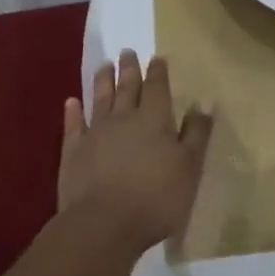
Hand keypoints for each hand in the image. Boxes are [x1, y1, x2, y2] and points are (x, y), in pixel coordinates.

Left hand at [60, 50, 212, 252]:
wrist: (103, 224)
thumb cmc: (155, 198)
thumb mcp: (189, 167)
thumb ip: (196, 134)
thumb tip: (203, 103)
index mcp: (154, 120)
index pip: (157, 88)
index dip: (158, 72)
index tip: (157, 57)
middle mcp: (124, 119)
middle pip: (127, 87)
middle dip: (129, 69)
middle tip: (127, 51)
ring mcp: (95, 133)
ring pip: (100, 99)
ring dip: (103, 81)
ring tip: (104, 65)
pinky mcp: (73, 152)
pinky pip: (73, 125)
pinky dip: (73, 112)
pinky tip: (71, 102)